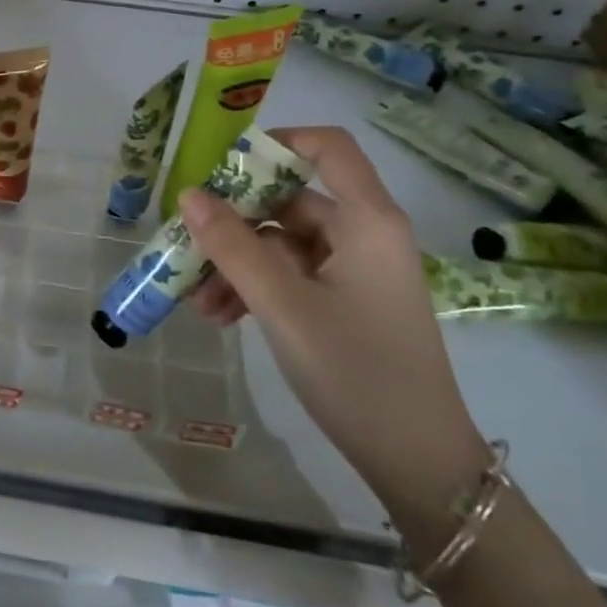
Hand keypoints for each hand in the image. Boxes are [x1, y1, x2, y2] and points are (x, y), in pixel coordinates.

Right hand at [178, 127, 488, 525]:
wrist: (419, 464)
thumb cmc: (356, 372)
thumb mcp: (283, 306)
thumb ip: (232, 246)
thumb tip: (188, 194)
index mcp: (367, 220)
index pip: (327, 147)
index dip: (276, 142)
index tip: (223, 165)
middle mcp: (364, 234)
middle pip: (291, 200)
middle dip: (234, 222)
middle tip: (188, 242)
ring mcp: (355, 270)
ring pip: (282, 243)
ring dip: (237, 264)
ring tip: (197, 300)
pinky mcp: (346, 301)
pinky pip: (291, 274)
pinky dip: (256, 287)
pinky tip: (221, 317)